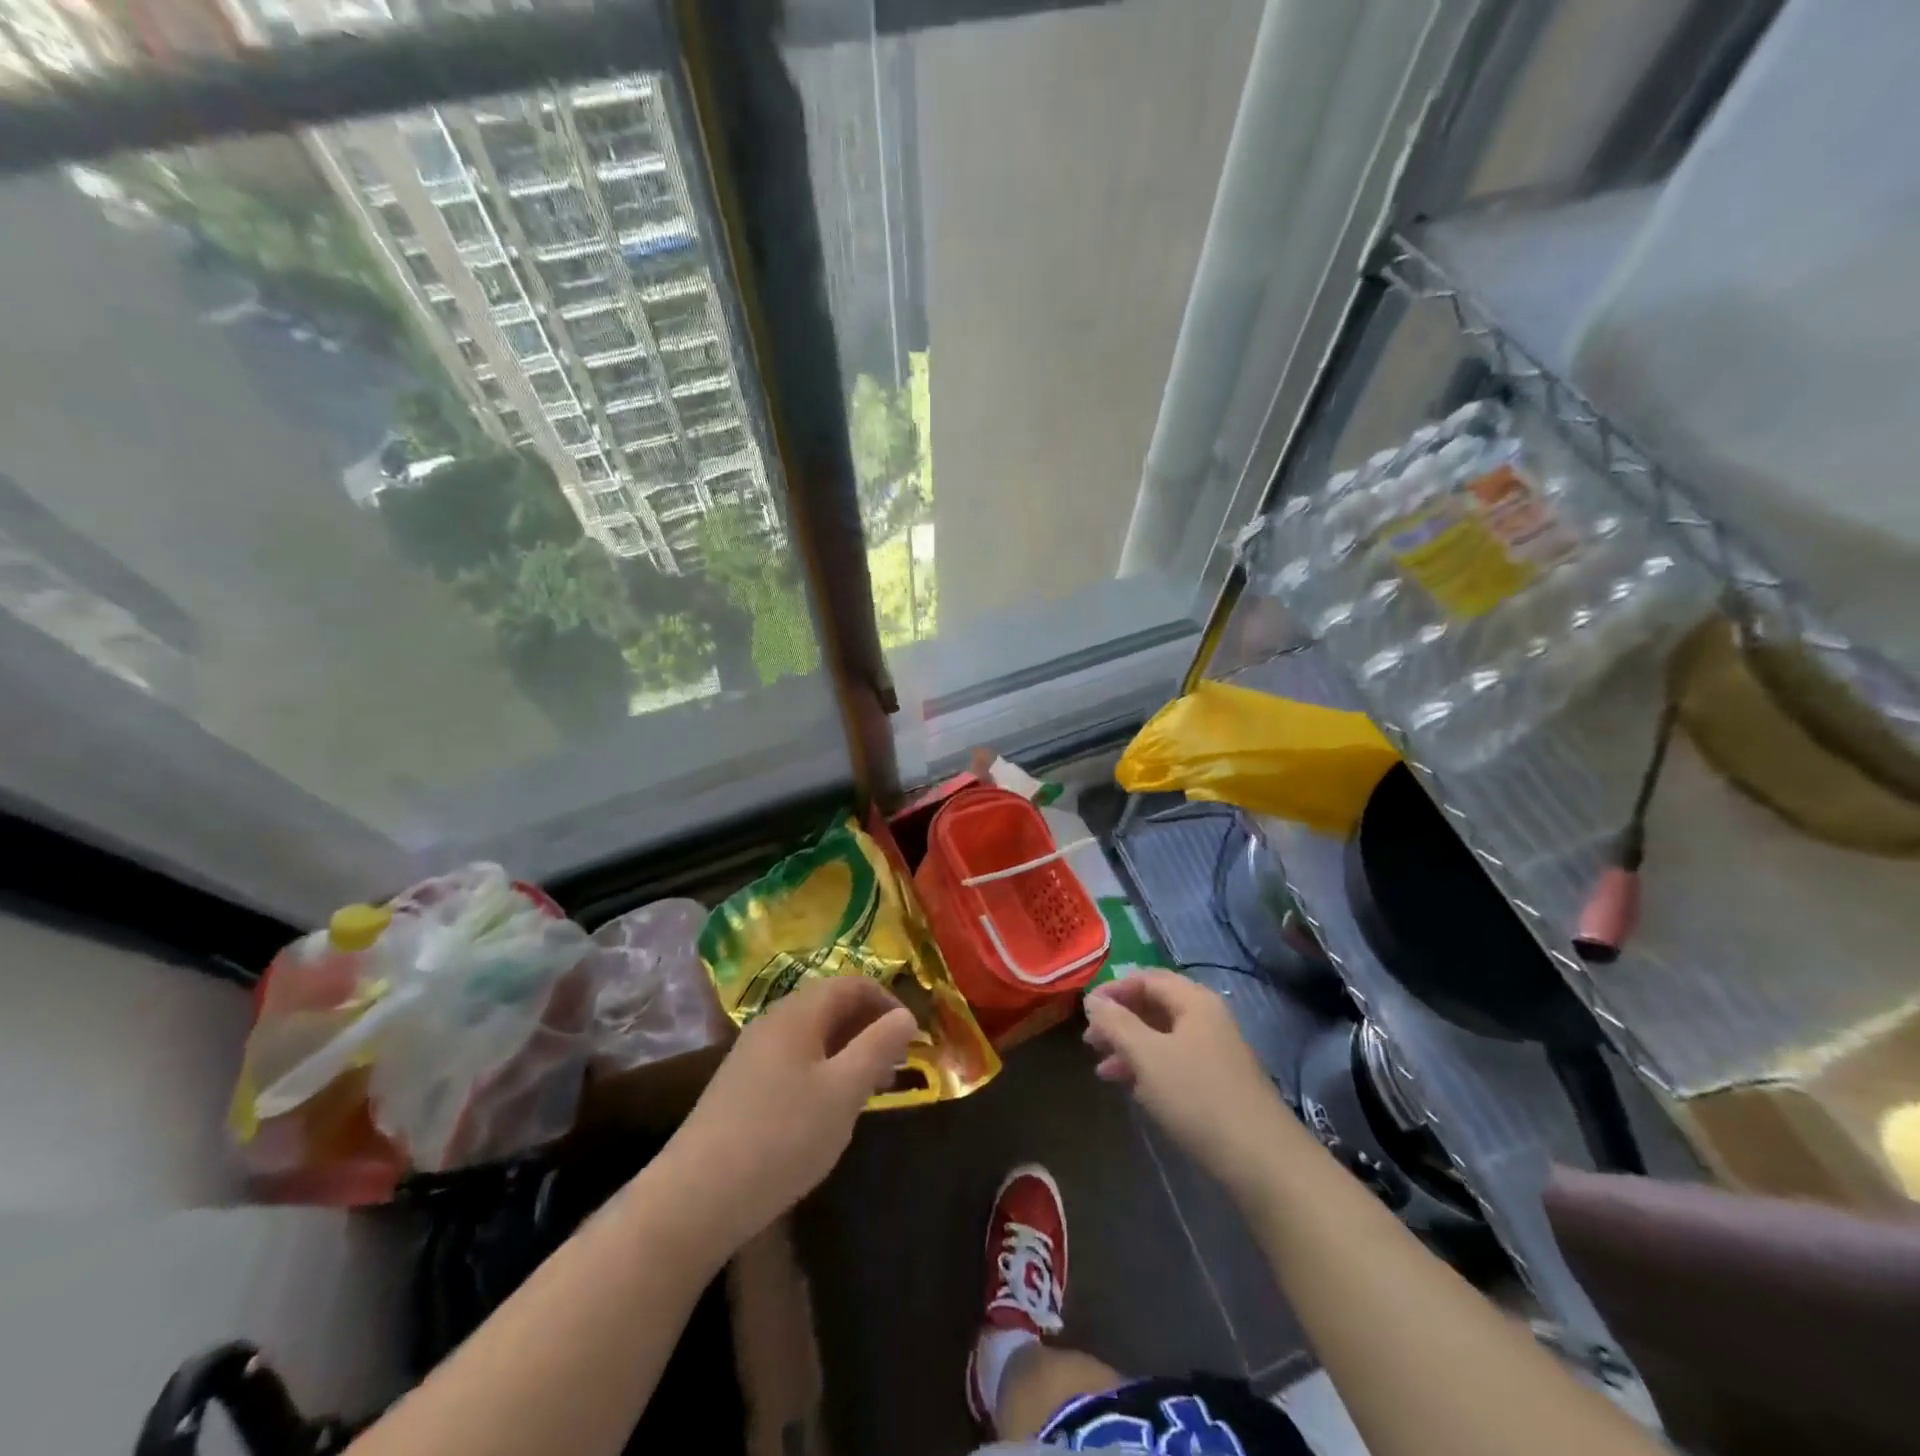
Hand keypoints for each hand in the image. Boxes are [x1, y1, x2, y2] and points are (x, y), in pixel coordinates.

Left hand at [666, 976, 917, 1247]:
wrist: (696, 1198)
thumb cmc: (782, 1136)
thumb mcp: (843, 1091)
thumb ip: (878, 1047)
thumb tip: (906, 1015)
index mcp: (798, 1013)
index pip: (852, 984)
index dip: (888, 1002)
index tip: (912, 1036)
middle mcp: (773, 1022)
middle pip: (831, 1007)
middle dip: (870, 1028)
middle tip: (898, 1065)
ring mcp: (753, 1054)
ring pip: (813, 1037)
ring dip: (848, 1052)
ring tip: (872, 1089)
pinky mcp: (742, 1086)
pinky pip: (795, 1061)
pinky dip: (824, 1072)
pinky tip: (830, 1110)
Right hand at [1084, 971, 1296, 1185]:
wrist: (1261, 1159)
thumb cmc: (1197, 1096)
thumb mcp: (1147, 1056)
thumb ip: (1116, 1024)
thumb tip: (1093, 1000)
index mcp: (1194, 1001)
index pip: (1147, 978)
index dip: (1114, 989)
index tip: (1086, 1010)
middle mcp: (1206, 1018)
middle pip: (1154, 1006)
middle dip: (1120, 1020)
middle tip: (1090, 1041)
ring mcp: (1214, 1051)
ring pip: (1162, 1037)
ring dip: (1130, 1047)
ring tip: (1102, 1068)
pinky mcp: (1217, 1082)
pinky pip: (1174, 1061)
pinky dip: (1149, 1068)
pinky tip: (1131, 1087)